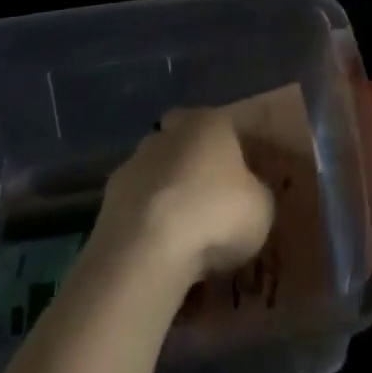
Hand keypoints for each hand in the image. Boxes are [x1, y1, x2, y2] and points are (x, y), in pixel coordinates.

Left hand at [92, 107, 275, 286]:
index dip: (235, 155)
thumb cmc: (216, 215)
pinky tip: (158, 250)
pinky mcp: (110, 196)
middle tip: (210, 204)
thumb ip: (257, 194)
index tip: (242, 184)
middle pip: (187, 143)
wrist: (149, 247)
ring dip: (168, 194)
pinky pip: (138, 206)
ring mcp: (136, 160)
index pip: (227, 128)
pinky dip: (147, 222)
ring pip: (159, 172)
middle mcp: (172, 131)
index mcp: (211, 122)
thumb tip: (249, 196)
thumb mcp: (261, 208)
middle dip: (195, 167)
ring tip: (182, 235)